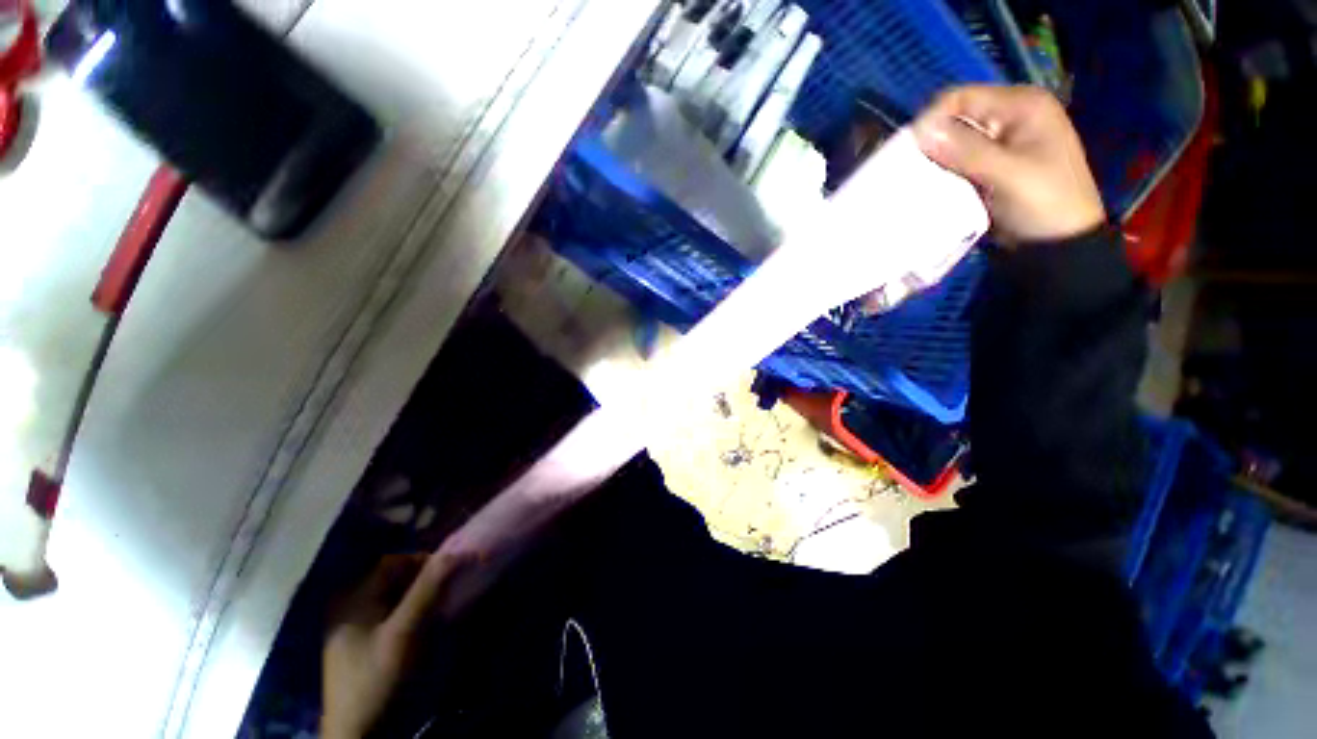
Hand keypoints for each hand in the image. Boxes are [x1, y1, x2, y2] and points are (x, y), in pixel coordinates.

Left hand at [321, 552, 462, 738]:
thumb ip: (429, 589)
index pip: (394, 561)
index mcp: (352, 598)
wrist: (357, 737)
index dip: (425, 561)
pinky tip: (424, 628)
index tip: (452, 573)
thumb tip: (462, 550)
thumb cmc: (378, 679)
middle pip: (395, 579)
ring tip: (440, 611)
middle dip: (425, 581)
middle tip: (448, 594)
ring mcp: (353, 627)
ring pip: (395, 597)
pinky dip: (411, 615)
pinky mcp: (361, 645)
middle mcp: (349, 606)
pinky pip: (391, 616)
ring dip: (421, 598)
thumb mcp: (405, 632)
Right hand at [913, 85, 1105, 244]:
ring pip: (953, 143)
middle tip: (911, 170)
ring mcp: (1000, 143)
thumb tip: (920, 131)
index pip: (962, 98)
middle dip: (932, 142)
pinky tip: (931, 188)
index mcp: (1022, 106)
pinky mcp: (990, 167)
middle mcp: (1009, 117)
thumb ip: (966, 150)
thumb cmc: (1044, 203)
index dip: (933, 119)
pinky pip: (957, 163)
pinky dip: (942, 174)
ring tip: (918, 182)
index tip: (911, 150)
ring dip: (934, 161)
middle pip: (956, 119)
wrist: (1059, 244)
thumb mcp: (1007, 174)